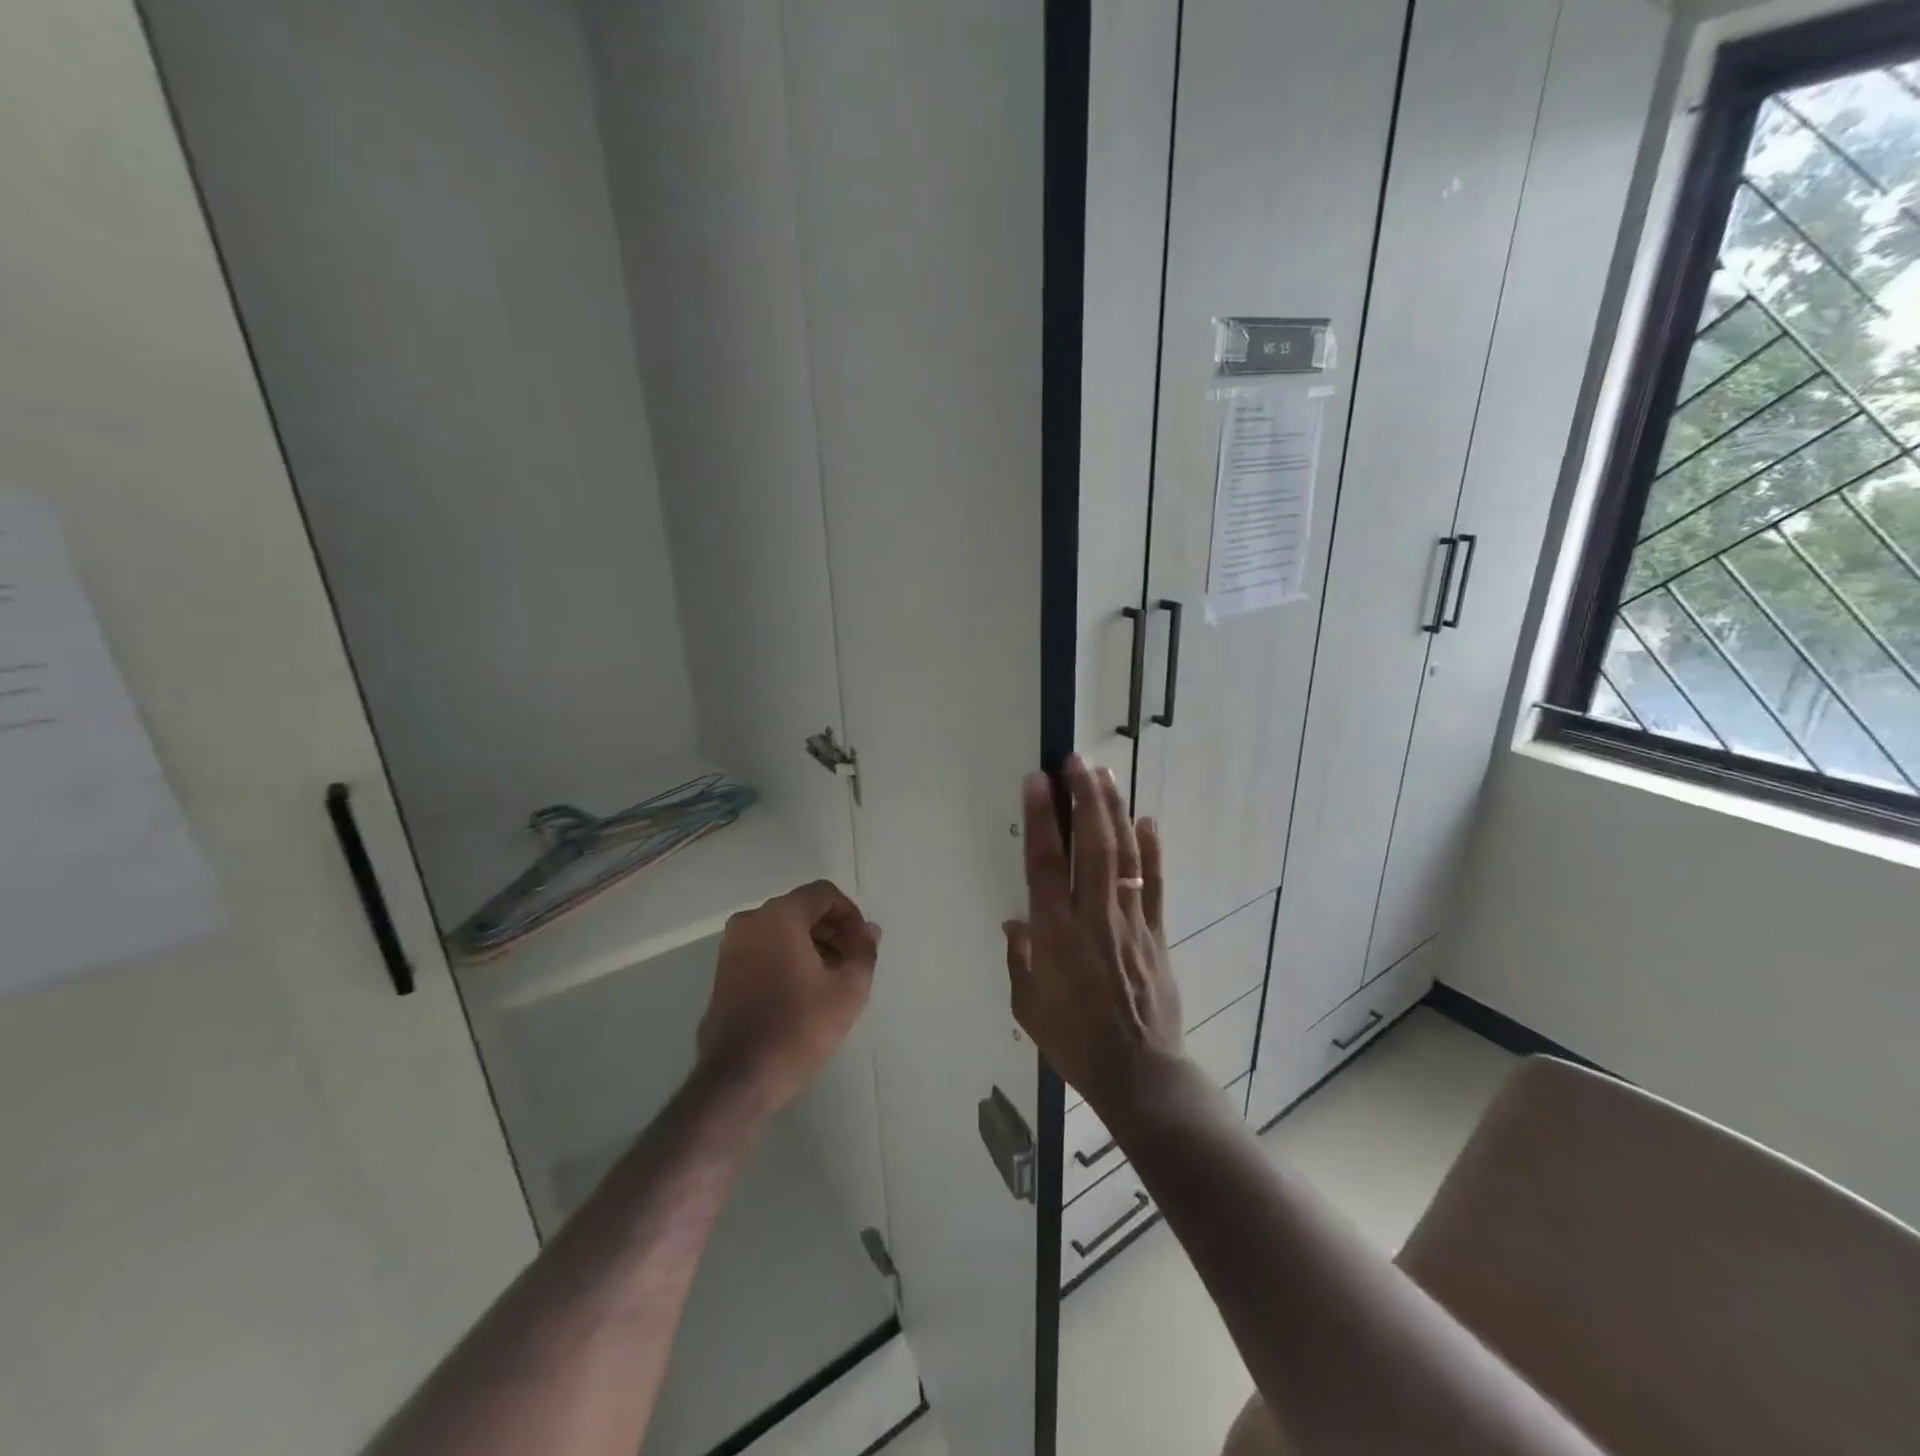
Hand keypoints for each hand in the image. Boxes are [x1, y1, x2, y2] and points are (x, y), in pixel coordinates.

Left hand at [698, 880, 878, 1112]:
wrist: (739, 1078)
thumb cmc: (799, 1027)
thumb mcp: (848, 990)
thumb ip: (863, 951)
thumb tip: (869, 930)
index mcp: (780, 916)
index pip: (823, 894)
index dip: (850, 915)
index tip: (862, 946)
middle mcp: (751, 921)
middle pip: (802, 909)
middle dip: (832, 930)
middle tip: (851, 964)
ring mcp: (732, 947)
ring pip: (782, 930)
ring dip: (811, 945)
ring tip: (831, 981)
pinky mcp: (723, 973)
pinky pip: (764, 949)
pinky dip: (787, 958)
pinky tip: (803, 992)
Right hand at [1003, 756, 1184, 1116]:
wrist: (1137, 1073)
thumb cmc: (1073, 1041)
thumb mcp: (1027, 1006)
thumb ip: (1020, 958)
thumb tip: (1016, 920)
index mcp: (1056, 935)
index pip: (1046, 865)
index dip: (1042, 819)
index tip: (1038, 781)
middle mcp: (1093, 918)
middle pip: (1090, 847)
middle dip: (1084, 800)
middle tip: (1077, 762)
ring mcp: (1130, 922)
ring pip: (1122, 856)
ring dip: (1113, 812)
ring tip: (1105, 776)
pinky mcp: (1156, 933)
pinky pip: (1153, 884)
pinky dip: (1151, 851)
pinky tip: (1147, 821)